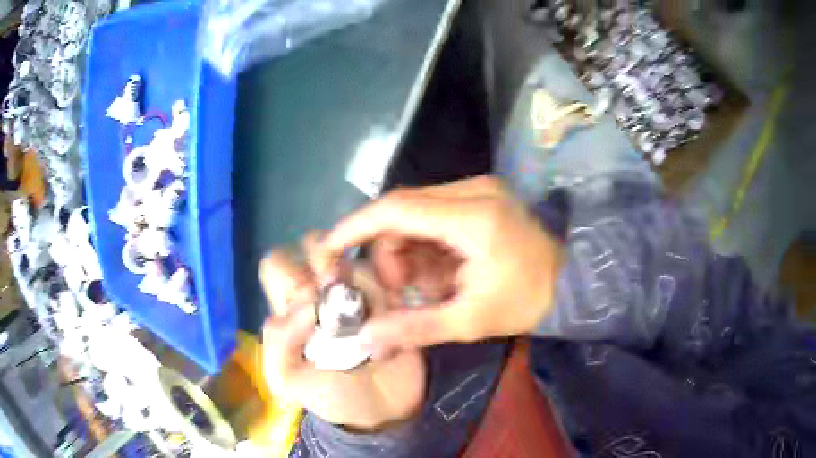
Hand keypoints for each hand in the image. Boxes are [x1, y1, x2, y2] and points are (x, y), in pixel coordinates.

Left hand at [259, 235, 425, 430]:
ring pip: (352, 254)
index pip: (276, 264)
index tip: (308, 300)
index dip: (288, 272)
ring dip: (357, 277)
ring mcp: (357, 290)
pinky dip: (384, 283)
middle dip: (324, 262)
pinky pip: (385, 271)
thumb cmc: (332, 395)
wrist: (384, 409)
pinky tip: (389, 309)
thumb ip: (278, 343)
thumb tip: (309, 304)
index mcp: (292, 307)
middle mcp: (322, 291)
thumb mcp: (287, 380)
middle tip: (338, 292)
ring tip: (368, 311)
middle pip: (315, 245)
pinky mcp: (389, 295)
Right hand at [316, 177, 564, 353]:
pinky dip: (426, 245)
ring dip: (409, 251)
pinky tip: (441, 270)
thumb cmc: (527, 303)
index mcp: (474, 216)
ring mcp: (479, 189)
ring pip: (415, 212)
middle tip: (404, 292)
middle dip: (390, 252)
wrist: (571, 285)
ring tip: (429, 286)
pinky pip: (433, 215)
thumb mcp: (470, 321)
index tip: (330, 247)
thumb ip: (414, 327)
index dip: (356, 226)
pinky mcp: (480, 196)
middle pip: (403, 210)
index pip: (398, 209)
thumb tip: (366, 337)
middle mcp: (474, 190)